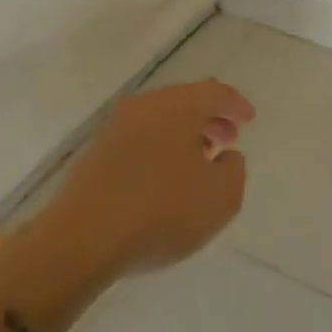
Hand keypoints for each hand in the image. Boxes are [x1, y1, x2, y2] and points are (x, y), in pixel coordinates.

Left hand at [51, 79, 253, 277]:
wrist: (81, 239)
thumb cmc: (161, 212)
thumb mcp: (221, 198)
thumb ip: (235, 171)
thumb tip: (227, 156)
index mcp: (180, 105)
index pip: (216, 92)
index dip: (236, 104)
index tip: (249, 120)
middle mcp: (147, 105)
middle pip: (186, 101)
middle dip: (210, 118)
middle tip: (228, 140)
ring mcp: (116, 126)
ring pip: (160, 119)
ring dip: (183, 134)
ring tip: (198, 163)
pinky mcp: (96, 151)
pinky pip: (139, 138)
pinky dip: (159, 148)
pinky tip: (163, 178)